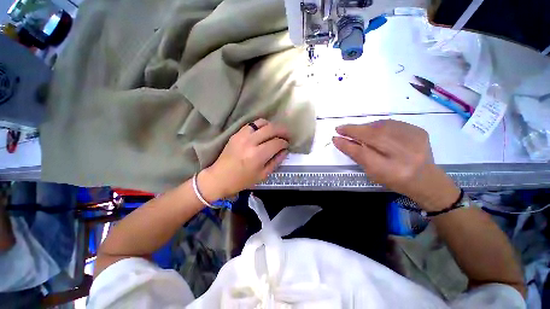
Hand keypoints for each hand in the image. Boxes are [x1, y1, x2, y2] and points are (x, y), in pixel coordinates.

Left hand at [198, 119, 288, 201]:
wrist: (220, 177)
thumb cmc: (242, 180)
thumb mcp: (263, 175)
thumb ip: (276, 161)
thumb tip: (285, 151)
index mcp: (257, 155)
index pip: (277, 142)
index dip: (285, 143)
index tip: (287, 145)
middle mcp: (250, 142)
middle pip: (271, 128)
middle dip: (282, 130)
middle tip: (287, 135)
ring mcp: (242, 135)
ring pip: (262, 122)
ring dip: (272, 126)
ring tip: (275, 132)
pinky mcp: (236, 134)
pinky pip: (252, 124)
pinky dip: (260, 126)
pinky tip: (263, 132)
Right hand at [333, 120, 460, 210]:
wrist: (426, 179)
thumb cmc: (394, 179)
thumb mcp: (373, 173)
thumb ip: (357, 156)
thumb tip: (340, 140)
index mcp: (391, 171)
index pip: (363, 154)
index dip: (347, 144)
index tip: (335, 137)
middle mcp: (405, 155)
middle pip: (374, 137)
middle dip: (353, 130)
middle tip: (340, 128)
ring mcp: (415, 141)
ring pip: (382, 127)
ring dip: (364, 127)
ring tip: (355, 130)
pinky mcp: (419, 131)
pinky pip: (392, 124)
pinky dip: (377, 125)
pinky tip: (372, 130)